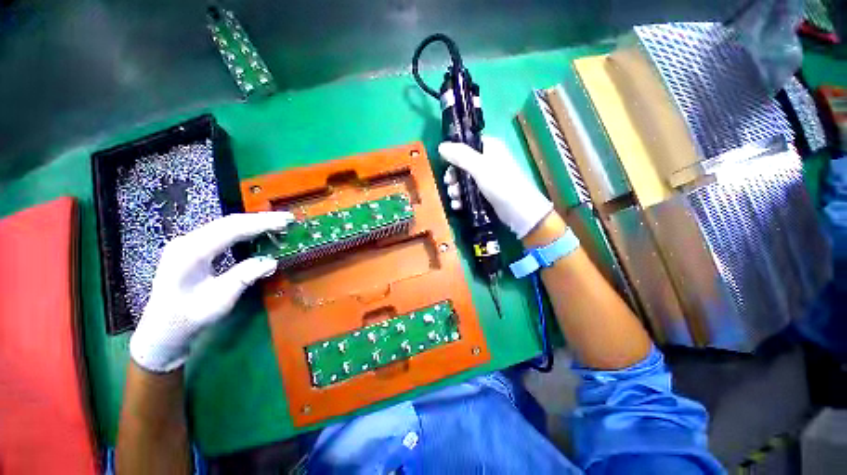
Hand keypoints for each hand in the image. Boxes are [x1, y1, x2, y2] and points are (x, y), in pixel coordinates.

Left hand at [129, 212, 292, 372]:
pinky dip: (244, 230)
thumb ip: (244, 277)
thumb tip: (272, 261)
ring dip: (253, 223)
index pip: (231, 229)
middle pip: (229, 222)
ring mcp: (188, 243)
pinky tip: (257, 232)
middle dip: (260, 219)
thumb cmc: (189, 318)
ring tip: (277, 223)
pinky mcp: (192, 248)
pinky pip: (222, 232)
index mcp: (191, 252)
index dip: (261, 224)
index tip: (285, 222)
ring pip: (225, 225)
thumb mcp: (220, 300)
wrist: (162, 331)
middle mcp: (187, 241)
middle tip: (287, 218)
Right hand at [439, 137, 552, 237]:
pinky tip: (457, 206)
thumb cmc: (501, 184)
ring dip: (455, 189)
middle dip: (453, 176)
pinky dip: (461, 199)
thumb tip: (441, 146)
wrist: (519, 211)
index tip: (445, 164)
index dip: (454, 153)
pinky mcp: (484, 194)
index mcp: (489, 148)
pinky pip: (468, 193)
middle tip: (450, 184)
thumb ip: (460, 156)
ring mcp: (486, 179)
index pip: (467, 144)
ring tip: (455, 198)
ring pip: (463, 181)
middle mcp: (487, 161)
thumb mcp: (479, 167)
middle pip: (462, 164)